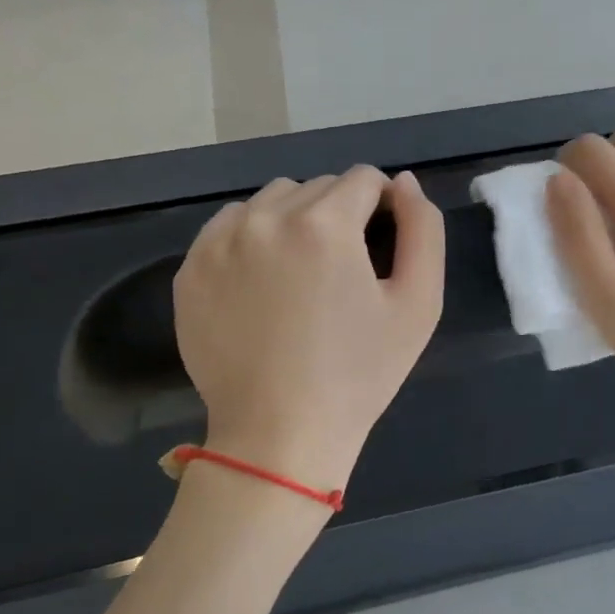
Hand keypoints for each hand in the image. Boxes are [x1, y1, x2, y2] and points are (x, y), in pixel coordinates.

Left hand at [174, 166, 444, 494]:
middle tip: (345, 270)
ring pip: (272, 200)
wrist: (280, 434)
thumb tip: (403, 183)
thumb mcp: (419, 303)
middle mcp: (266, 218)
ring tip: (303, 273)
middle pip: (318, 187)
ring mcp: (219, 242)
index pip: (363, 179)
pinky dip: (253, 237)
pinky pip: (230, 225)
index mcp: (325, 224)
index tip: (382, 246)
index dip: (383, 207)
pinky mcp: (190, 269)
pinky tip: (264, 282)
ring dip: (296, 219)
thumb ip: (424, 229)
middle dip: (341, 213)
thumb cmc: (360, 372)